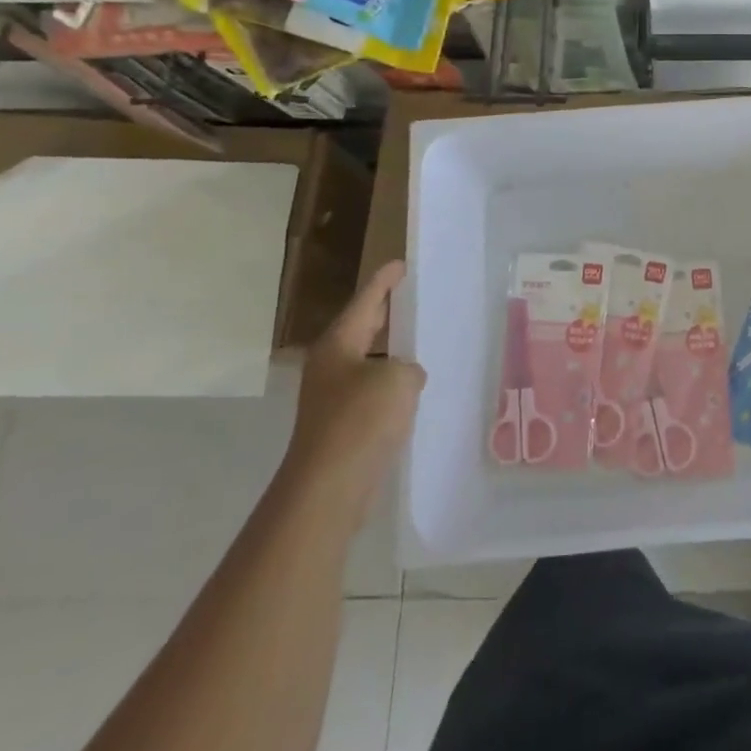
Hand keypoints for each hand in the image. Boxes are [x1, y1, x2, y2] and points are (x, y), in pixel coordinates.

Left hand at [283, 261, 424, 518]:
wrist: (329, 487)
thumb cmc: (361, 420)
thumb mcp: (399, 379)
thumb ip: (408, 367)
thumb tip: (404, 378)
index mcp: (338, 344)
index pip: (366, 300)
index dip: (385, 280)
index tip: (400, 264)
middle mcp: (330, 365)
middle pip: (361, 328)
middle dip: (384, 313)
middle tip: (410, 297)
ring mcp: (332, 397)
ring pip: (367, 362)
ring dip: (391, 353)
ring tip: (421, 343)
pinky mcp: (341, 425)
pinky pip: (372, 392)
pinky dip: (391, 385)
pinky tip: (412, 391)